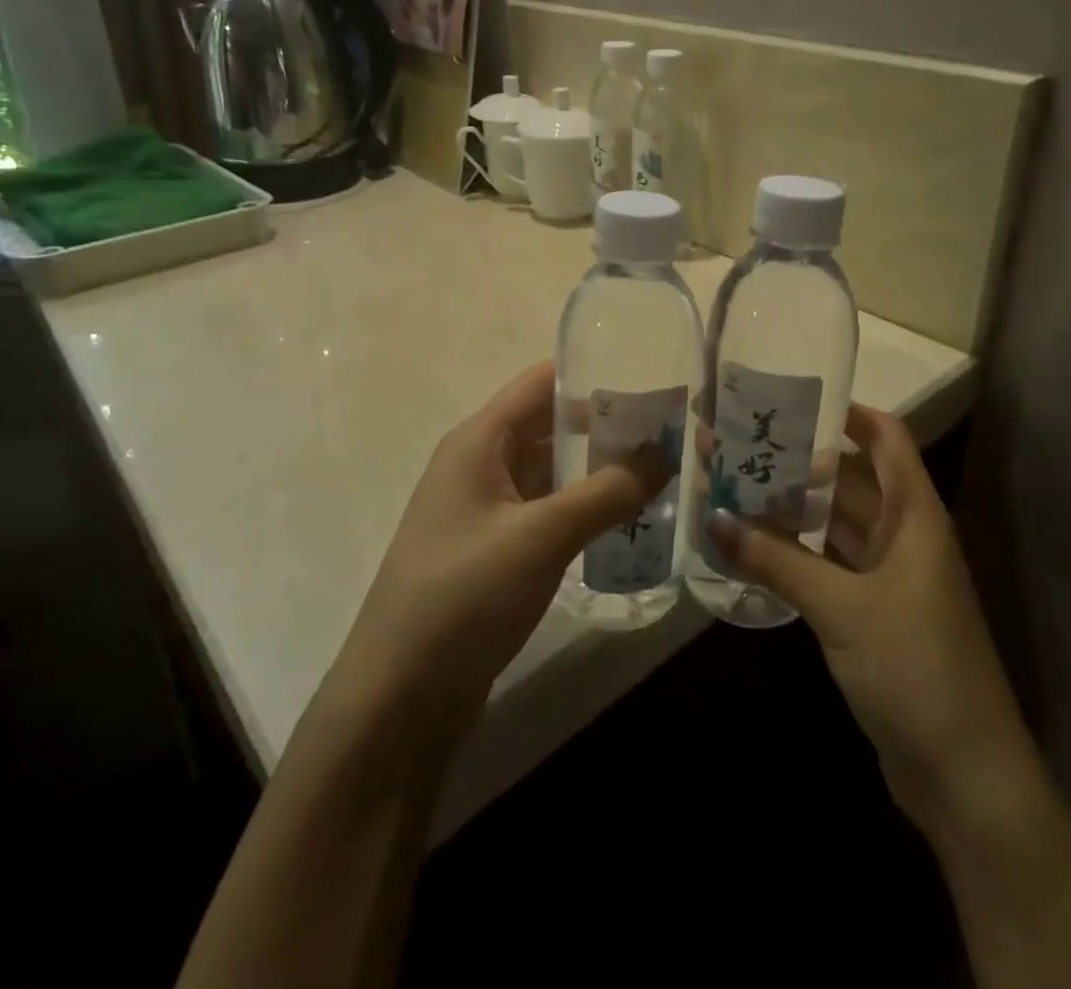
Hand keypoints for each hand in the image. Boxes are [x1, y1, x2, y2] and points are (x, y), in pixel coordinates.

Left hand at [336, 360, 666, 731]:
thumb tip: (666, 455)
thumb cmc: (464, 596)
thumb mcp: (542, 537)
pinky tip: (625, 518)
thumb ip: (608, 492)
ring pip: (551, 471)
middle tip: (671, 430)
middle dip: (606, 425)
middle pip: (549, 425)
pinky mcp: (494, 550)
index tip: (650, 379)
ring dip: (598, 469)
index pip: (541, 383)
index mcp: (479, 441)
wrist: (399, 697)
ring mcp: (485, 509)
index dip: (592, 373)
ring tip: (661, 469)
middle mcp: (479, 464)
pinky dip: (583, 507)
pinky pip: (546, 511)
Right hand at [706, 405, 1035, 817]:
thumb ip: (777, 560)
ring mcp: (890, 576)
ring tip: (736, 484)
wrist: (963, 772)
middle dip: (801, 461)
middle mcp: (905, 535)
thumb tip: (713, 516)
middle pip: (853, 479)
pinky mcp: (874, 613)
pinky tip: (755, 544)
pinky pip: (831, 564)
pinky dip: (797, 552)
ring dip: (795, 508)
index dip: (846, 412)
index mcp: (915, 515)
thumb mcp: (841, 607)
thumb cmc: (915, 666)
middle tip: (741, 442)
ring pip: (838, 524)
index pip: (886, 438)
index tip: (791, 398)